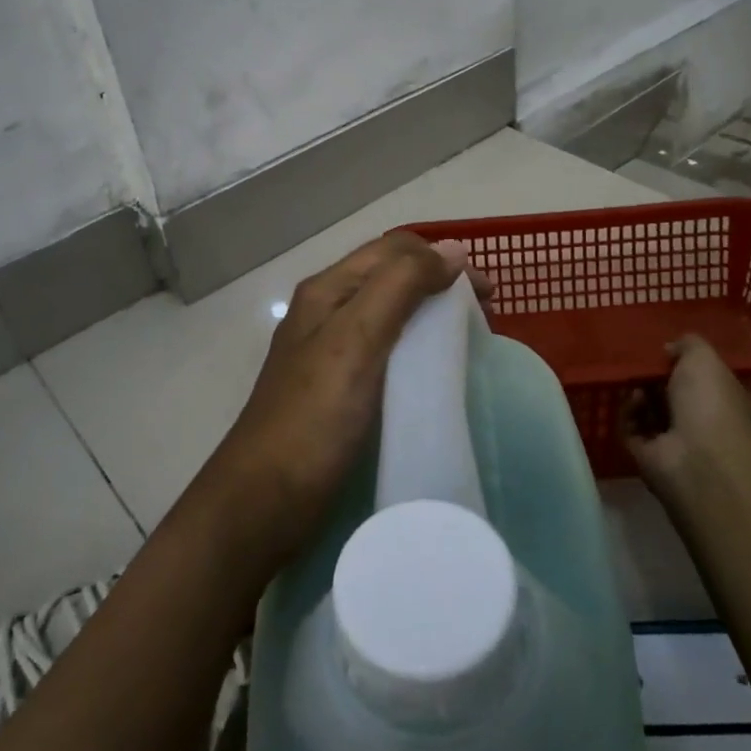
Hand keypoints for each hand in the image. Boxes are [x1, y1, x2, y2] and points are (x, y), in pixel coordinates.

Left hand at [196, 232, 484, 573]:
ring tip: (465, 340)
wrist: (264, 501)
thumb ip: (400, 287)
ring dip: (431, 315)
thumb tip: (452, 250)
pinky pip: (386, 351)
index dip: (442, 259)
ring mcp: (330, 352)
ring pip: (390, 313)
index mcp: (327, 290)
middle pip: (392, 277)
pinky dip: (417, 348)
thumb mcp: (356, 339)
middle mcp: (326, 312)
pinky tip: (434, 372)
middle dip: (440, 284)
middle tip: (484, 316)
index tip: (486, 294)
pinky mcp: (339, 388)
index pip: (393, 250)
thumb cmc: (313, 417)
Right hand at [624, 334, 750, 496]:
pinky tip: (631, 401)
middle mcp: (713, 430)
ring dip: (642, 397)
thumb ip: (689, 345)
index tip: (671, 356)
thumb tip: (671, 349)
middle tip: (646, 368)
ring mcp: (682, 448)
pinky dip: (629, 415)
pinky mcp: (652, 460)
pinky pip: (633, 432)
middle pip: (680, 400)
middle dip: (660, 383)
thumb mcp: (704, 357)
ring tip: (636, 384)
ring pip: (654, 416)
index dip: (692, 371)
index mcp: (738, 407)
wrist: (697, 458)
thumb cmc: (712, 403)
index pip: (715, 386)